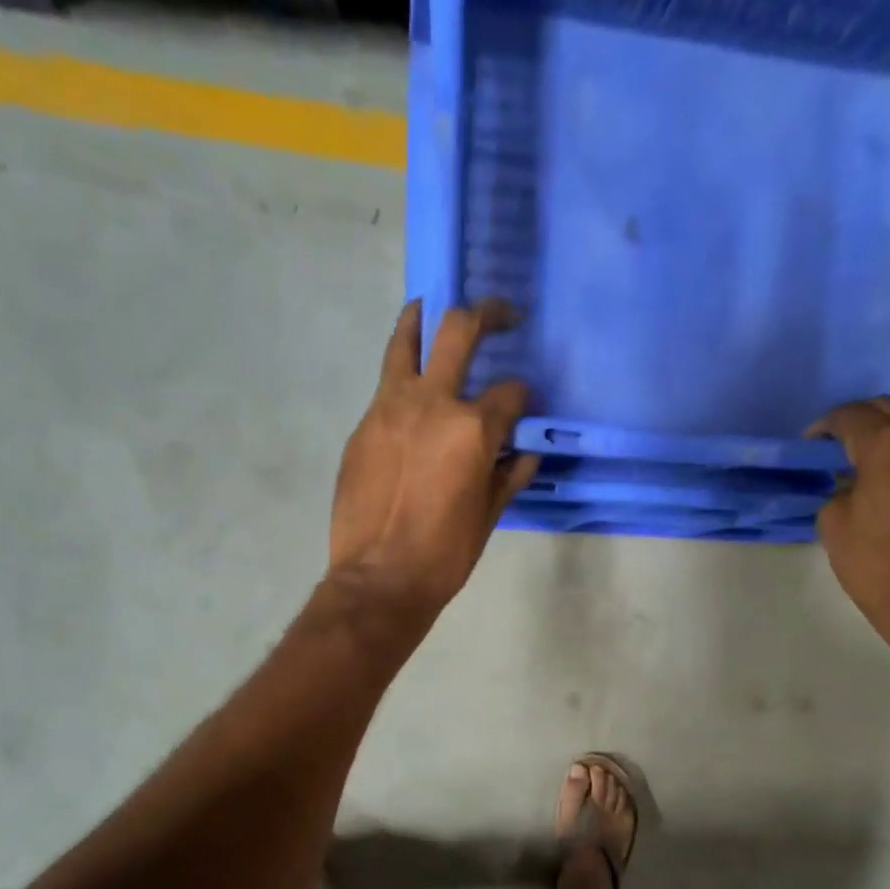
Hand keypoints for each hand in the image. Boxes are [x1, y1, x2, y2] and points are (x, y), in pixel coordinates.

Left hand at [328, 299, 538, 620]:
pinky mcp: (363, 425)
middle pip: (458, 331)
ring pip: (406, 340)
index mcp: (472, 429)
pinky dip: (403, 377)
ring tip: (432, 309)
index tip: (526, 406)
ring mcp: (389, 408)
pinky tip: (411, 394)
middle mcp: (432, 402)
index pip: (510, 393)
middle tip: (501, 314)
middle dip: (487, 314)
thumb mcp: (488, 517)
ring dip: (424, 318)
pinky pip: (386, 386)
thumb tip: (525, 453)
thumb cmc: (444, 555)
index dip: (524, 397)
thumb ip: (509, 476)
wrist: (379, 579)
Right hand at [809, 390, 889, 644]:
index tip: (814, 443)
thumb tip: (852, 476)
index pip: (849, 416)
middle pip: (889, 404)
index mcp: (885, 443)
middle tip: (847, 446)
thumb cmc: (873, 562)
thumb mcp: (833, 521)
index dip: (825, 427)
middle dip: (863, 420)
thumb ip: (839, 485)